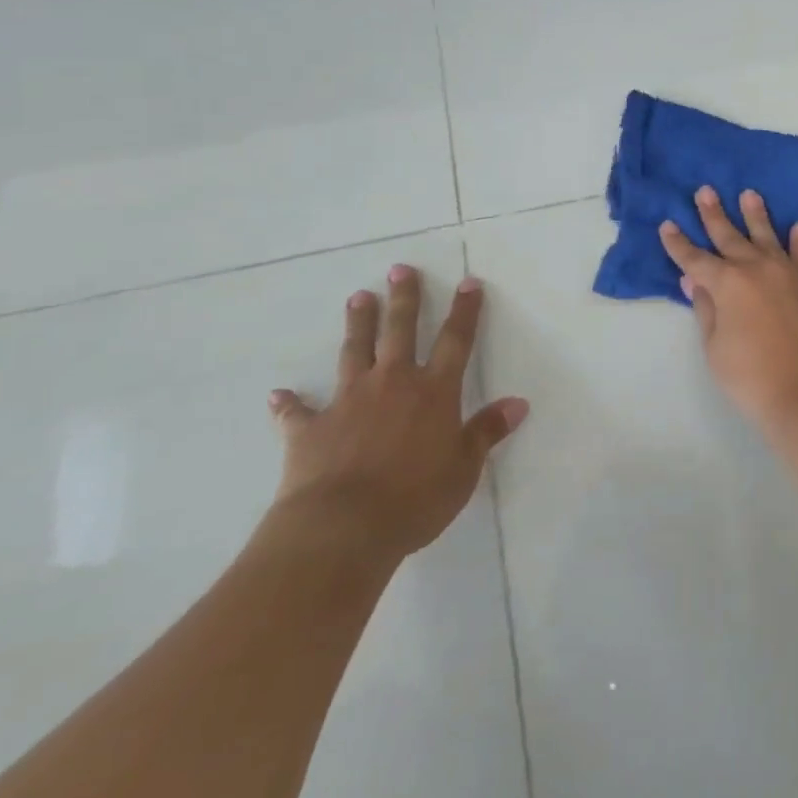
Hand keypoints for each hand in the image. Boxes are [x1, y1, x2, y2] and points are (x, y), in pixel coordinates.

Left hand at [267, 266, 527, 561]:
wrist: (342, 528)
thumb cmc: (415, 498)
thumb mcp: (464, 468)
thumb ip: (487, 432)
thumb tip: (518, 404)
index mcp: (434, 391)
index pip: (455, 340)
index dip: (464, 310)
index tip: (468, 282)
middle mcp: (392, 384)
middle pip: (400, 331)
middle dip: (403, 298)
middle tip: (400, 269)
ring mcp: (348, 402)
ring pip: (354, 352)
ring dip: (358, 325)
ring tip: (357, 297)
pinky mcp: (310, 429)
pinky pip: (297, 412)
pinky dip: (289, 403)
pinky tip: (279, 394)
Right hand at [660, 187, 797, 436]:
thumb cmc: (751, 377)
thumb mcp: (715, 347)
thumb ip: (706, 308)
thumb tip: (694, 280)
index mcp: (728, 283)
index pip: (696, 259)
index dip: (679, 244)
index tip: (668, 225)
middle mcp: (756, 268)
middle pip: (730, 236)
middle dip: (713, 215)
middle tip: (705, 191)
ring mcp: (787, 273)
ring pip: (767, 236)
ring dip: (756, 214)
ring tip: (749, 194)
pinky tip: (797, 225)